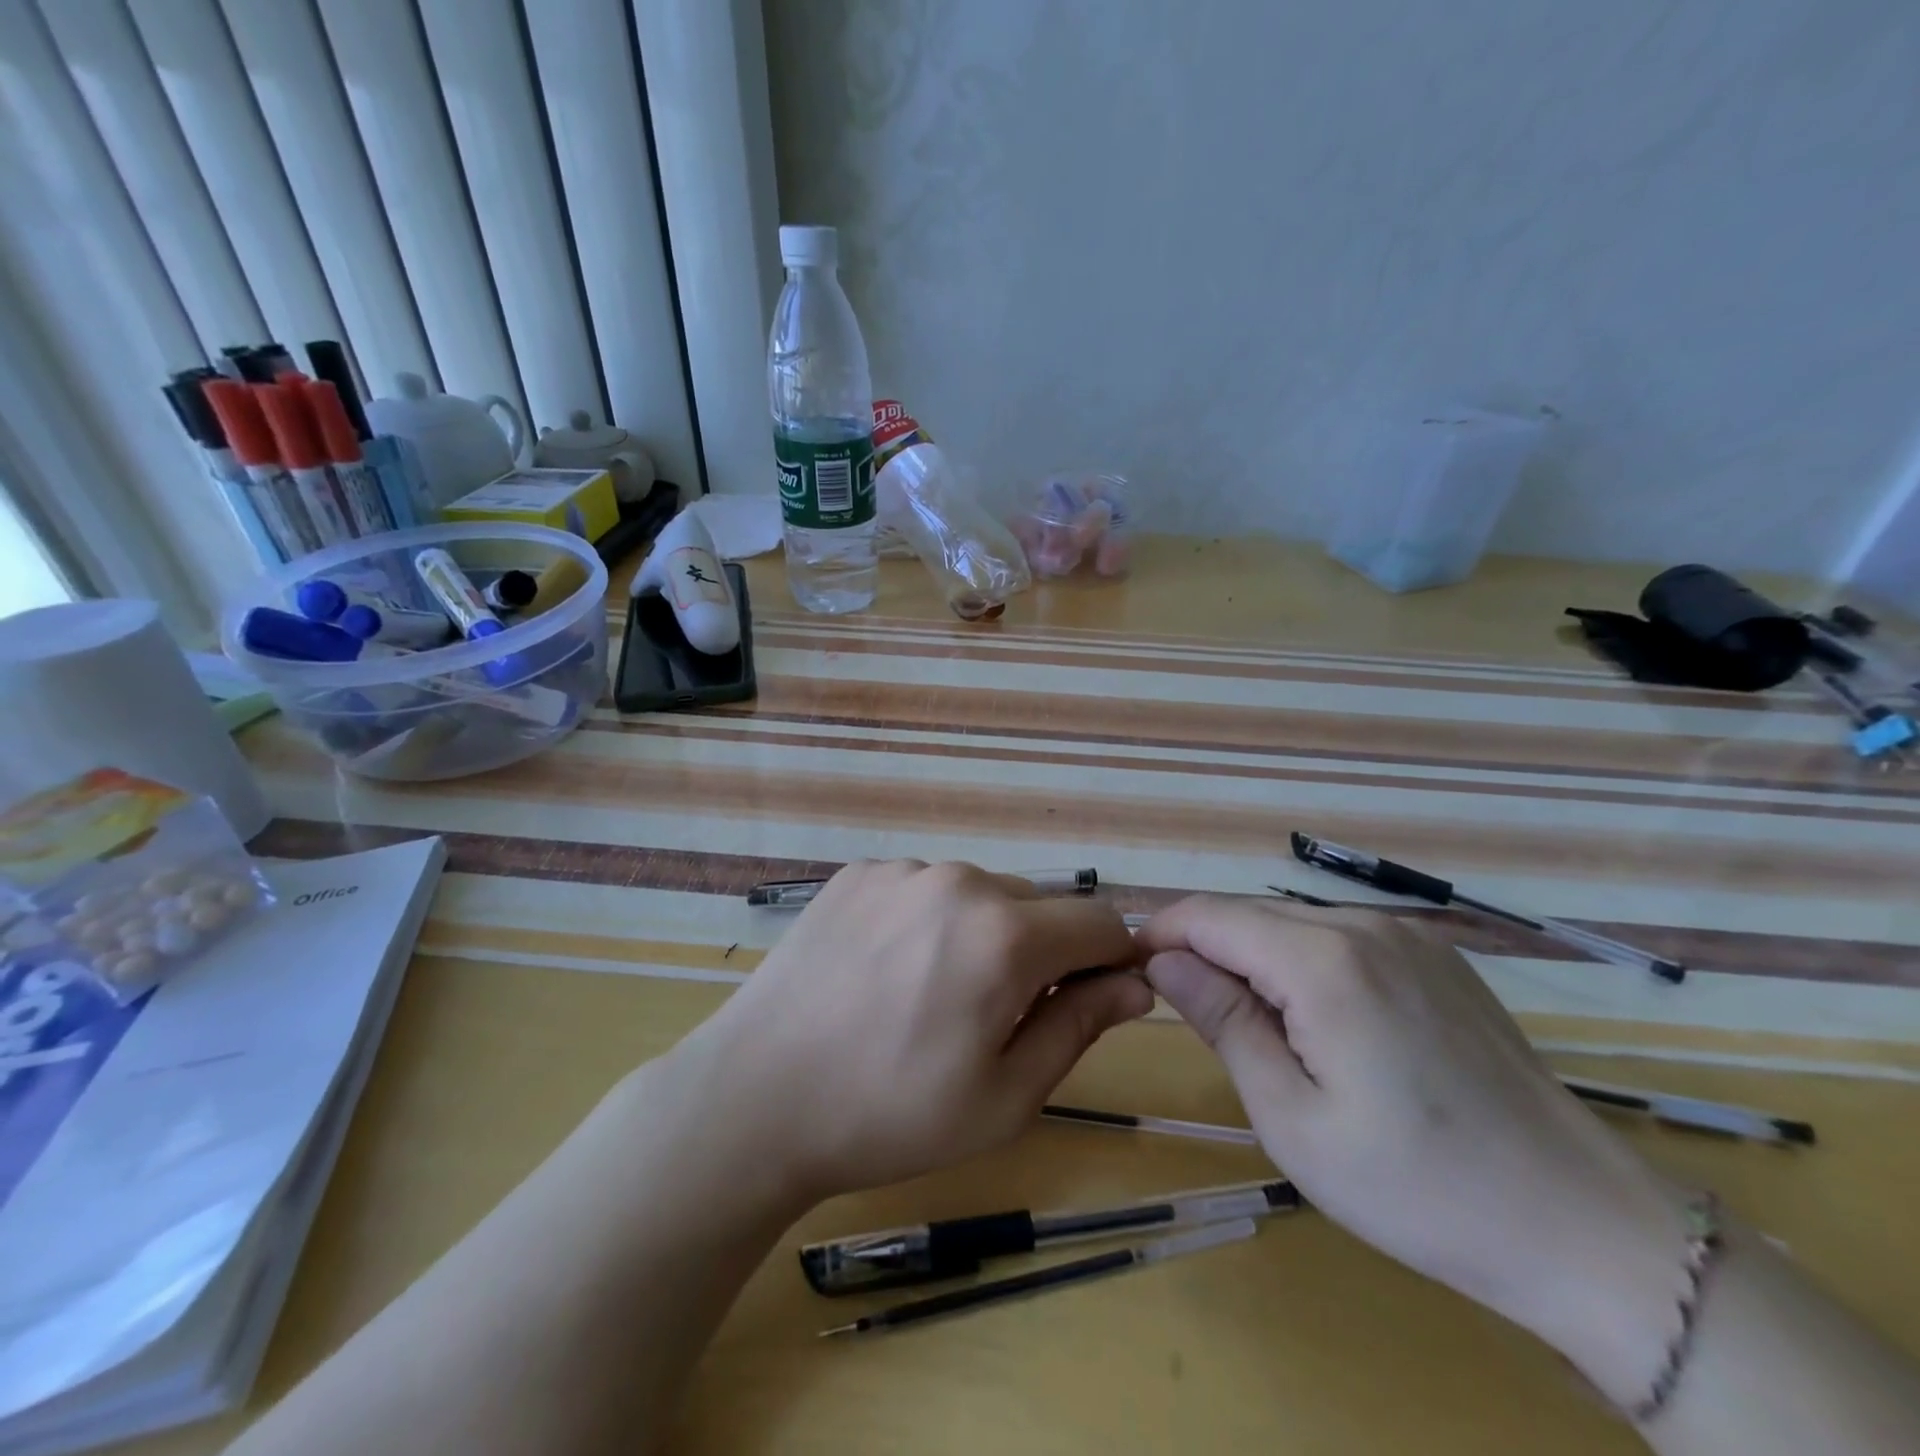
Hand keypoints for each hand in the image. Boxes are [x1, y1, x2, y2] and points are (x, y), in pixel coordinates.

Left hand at [682, 860, 1149, 1203]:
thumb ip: (1079, 1026)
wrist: (756, 1097)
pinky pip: (922, 889)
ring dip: (980, 934)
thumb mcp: (1005, 1096)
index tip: (1093, 998)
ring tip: (930, 996)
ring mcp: (902, 870)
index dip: (1110, 960)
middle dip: (1040, 953)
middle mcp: (959, 880)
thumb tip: (1135, 984)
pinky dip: (927, 922)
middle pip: (1037, 907)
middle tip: (994, 1017)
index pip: (1099, 922)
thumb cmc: (890, 1114)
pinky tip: (885, 972)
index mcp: (1006, 934)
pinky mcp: (858, 873)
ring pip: (978, 895)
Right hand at [1138, 895, 1696, 1407]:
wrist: (1582, 1225)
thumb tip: (1162, 961)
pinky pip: (1342, 939)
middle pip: (1251, 914)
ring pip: (1294, 924)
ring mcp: (1409, 936)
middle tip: (1181, 1009)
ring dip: (1253, 957)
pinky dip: (1303, 962)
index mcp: (1324, 961)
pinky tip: (1316, 1020)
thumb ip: (1223, 1020)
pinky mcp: (1437, 955)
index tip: (1130, 969)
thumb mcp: (1291, 1117)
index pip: (1210, 915)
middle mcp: (1365, 926)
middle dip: (1204, 948)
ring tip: (1249, 1023)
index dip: (1161, 933)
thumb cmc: (1417, 1186)